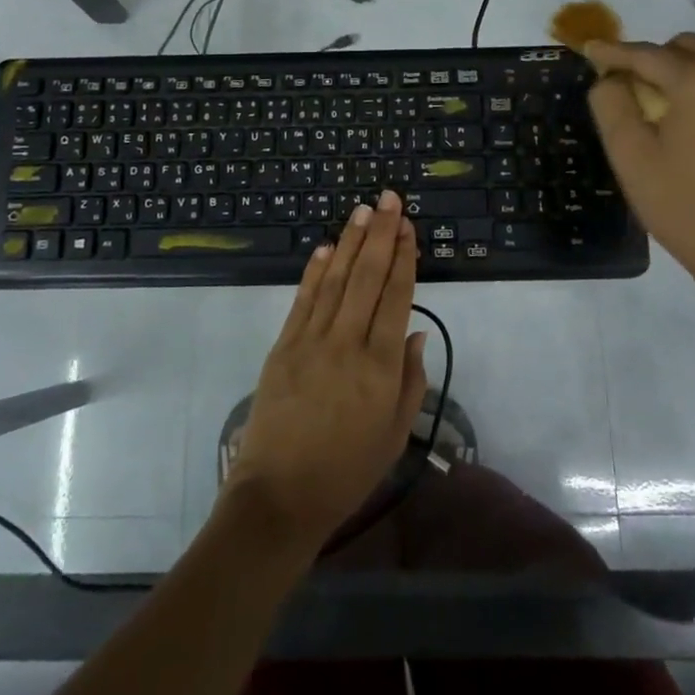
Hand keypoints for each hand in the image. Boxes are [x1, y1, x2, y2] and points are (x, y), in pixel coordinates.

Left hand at [223, 190, 428, 557]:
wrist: (280, 496)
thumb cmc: (346, 471)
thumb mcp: (394, 435)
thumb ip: (410, 381)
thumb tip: (414, 333)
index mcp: (380, 366)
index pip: (396, 297)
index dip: (403, 257)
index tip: (407, 226)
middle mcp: (347, 343)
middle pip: (366, 277)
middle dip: (380, 234)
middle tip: (388, 199)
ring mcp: (310, 341)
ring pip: (335, 279)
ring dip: (350, 241)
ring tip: (361, 210)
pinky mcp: (282, 346)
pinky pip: (303, 300)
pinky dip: (315, 270)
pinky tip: (325, 247)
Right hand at [586, 34, 694, 293]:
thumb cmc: (685, 206)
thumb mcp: (630, 156)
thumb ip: (611, 105)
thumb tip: (610, 79)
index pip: (647, 54)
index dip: (613, 52)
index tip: (589, 51)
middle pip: (687, 49)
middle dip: (653, 59)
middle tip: (627, 86)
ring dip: (683, 75)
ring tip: (662, 108)